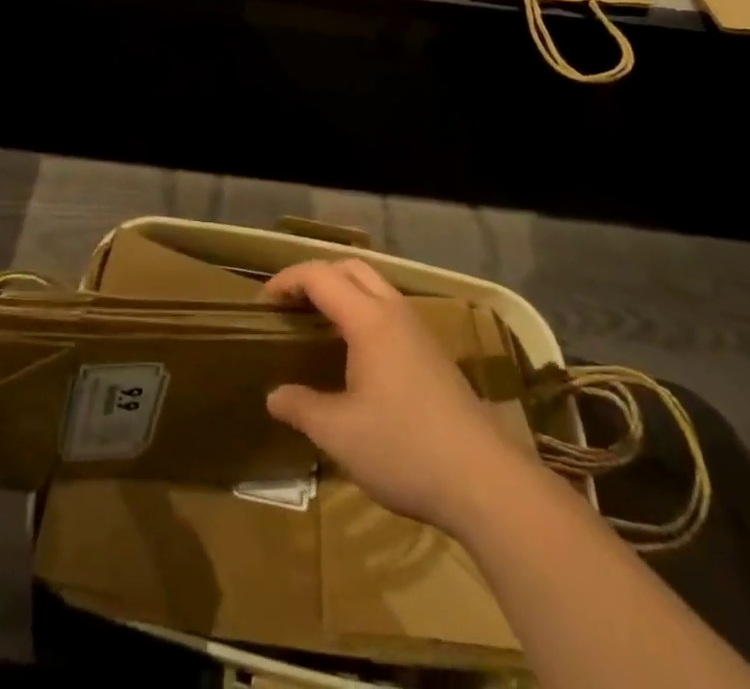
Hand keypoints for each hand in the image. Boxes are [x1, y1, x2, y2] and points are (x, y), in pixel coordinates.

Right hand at [262, 260, 513, 534]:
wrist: (486, 482)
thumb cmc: (405, 448)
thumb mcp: (340, 434)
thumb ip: (302, 408)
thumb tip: (273, 396)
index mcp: (369, 320)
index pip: (320, 276)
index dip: (286, 281)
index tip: (262, 304)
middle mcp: (395, 313)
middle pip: (350, 268)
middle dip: (315, 276)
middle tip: (290, 304)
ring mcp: (419, 332)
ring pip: (375, 287)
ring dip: (343, 291)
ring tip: (318, 323)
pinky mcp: (434, 354)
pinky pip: (390, 311)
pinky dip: (363, 311)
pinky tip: (356, 354)